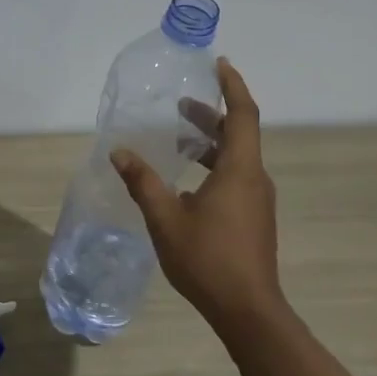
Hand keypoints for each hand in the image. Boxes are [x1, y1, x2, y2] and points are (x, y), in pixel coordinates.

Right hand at [111, 58, 284, 347]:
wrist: (247, 310)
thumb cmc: (207, 259)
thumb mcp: (165, 218)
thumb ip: (142, 182)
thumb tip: (119, 152)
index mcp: (240, 171)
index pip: (242, 115)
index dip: (232, 86)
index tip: (219, 64)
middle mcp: (254, 179)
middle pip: (239, 134)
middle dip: (211, 115)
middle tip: (181, 104)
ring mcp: (257, 200)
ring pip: (237, 157)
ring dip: (210, 143)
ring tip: (177, 140)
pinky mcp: (254, 217)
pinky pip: (236, 177)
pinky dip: (213, 165)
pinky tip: (185, 182)